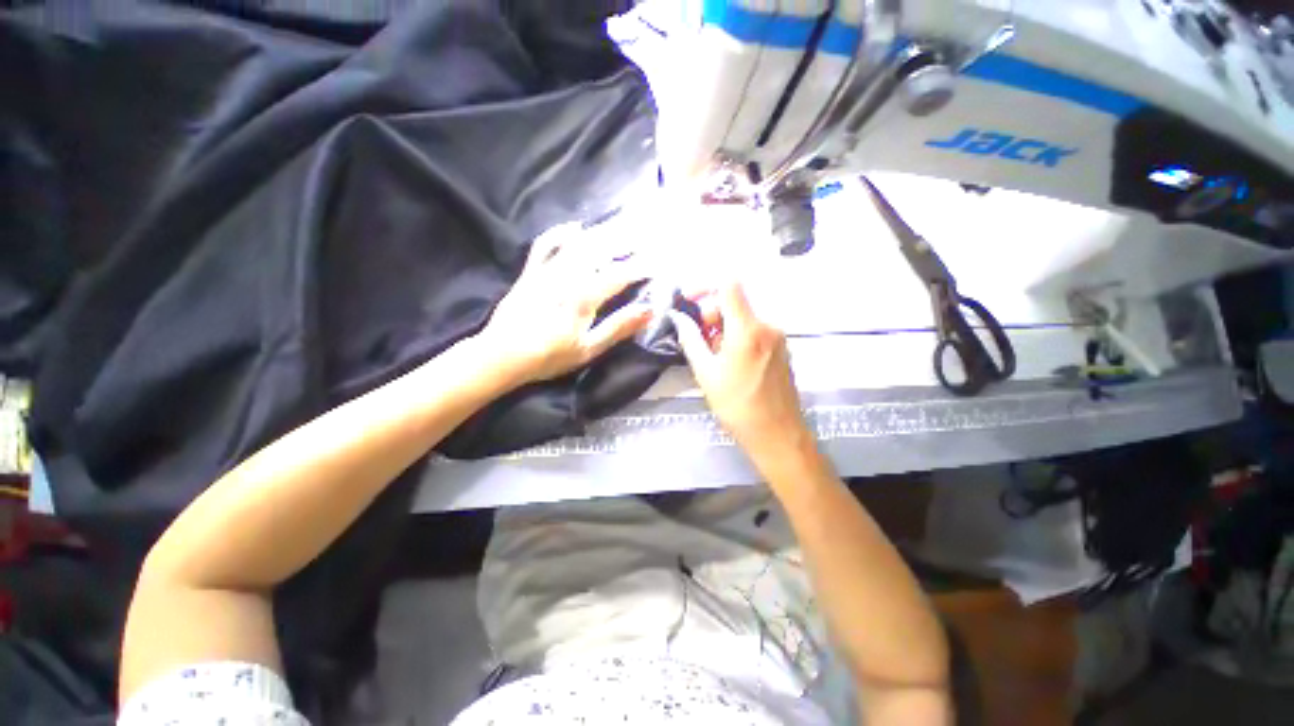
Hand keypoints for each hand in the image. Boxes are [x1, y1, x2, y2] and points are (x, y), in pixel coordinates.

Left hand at [477, 227, 651, 384]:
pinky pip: (545, 245)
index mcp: (584, 297)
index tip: (657, 262)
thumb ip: (618, 327)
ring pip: (577, 244)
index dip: (640, 267)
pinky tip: (575, 228)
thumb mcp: (589, 349)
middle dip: (625, 241)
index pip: (619, 274)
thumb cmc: (550, 357)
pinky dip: (561, 233)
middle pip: (600, 250)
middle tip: (644, 236)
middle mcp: (567, 277)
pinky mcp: (531, 272)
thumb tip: (649, 311)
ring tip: (621, 228)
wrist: (503, 355)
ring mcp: (547, 271)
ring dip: (602, 233)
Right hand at [668, 284, 810, 457]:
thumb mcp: (706, 373)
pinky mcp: (781, 348)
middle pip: (735, 302)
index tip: (691, 304)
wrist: (777, 434)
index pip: (729, 285)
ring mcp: (777, 337)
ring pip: (743, 318)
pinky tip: (730, 362)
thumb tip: (679, 318)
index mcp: (747, 329)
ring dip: (723, 328)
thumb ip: (691, 339)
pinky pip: (754, 331)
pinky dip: (737, 337)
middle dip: (712, 314)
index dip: (706, 287)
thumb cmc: (737, 406)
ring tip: (713, 357)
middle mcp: (767, 326)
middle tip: (698, 339)